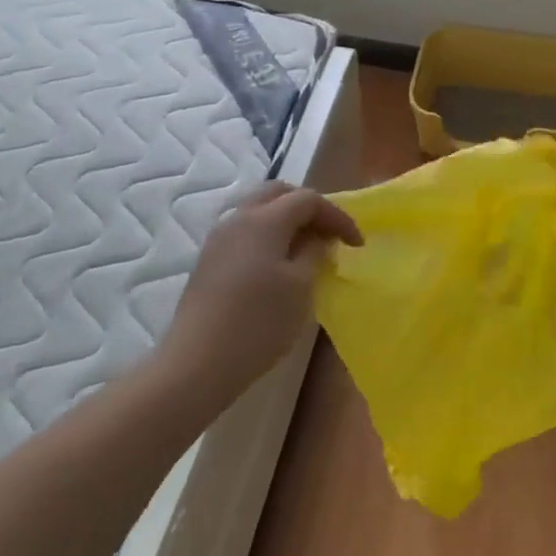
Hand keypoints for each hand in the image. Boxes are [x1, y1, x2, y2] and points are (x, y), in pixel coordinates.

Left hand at [161, 182, 362, 407]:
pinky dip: (268, 235)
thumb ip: (314, 252)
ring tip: (307, 248)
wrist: (198, 362)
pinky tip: (278, 265)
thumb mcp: (301, 286)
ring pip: (258, 210)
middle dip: (309, 208)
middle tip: (329, 234)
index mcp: (265, 220)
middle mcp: (238, 219)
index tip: (357, 244)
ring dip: (286, 220)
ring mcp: (218, 239)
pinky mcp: (209, 260)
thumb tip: (316, 238)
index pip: (308, 200)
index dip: (338, 216)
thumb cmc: (259, 322)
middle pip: (278, 193)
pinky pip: (245, 231)